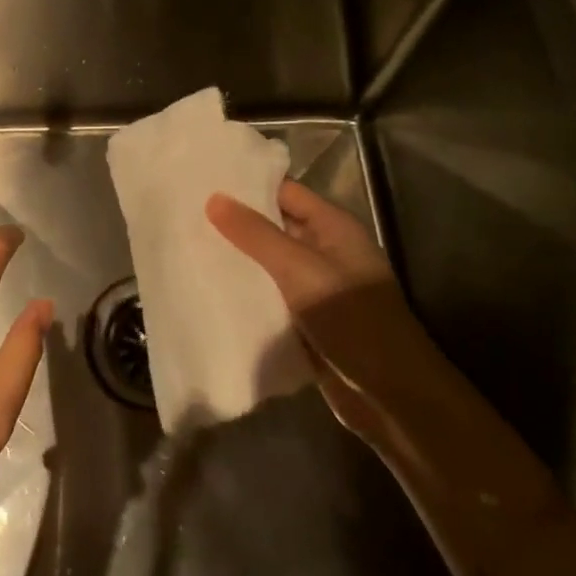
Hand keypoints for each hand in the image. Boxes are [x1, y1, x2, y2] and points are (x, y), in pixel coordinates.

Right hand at [207, 180, 422, 438]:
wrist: (390, 394)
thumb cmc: (351, 318)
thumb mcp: (299, 269)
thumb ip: (256, 234)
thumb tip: (214, 198)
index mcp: (333, 228)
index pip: (285, 192)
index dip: (247, 184)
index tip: (204, 181)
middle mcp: (325, 251)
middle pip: (275, 227)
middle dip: (236, 223)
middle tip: (185, 214)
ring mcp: (317, 288)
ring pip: (269, 264)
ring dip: (238, 259)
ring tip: (187, 246)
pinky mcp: (307, 321)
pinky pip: (270, 297)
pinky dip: (246, 292)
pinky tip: (209, 289)